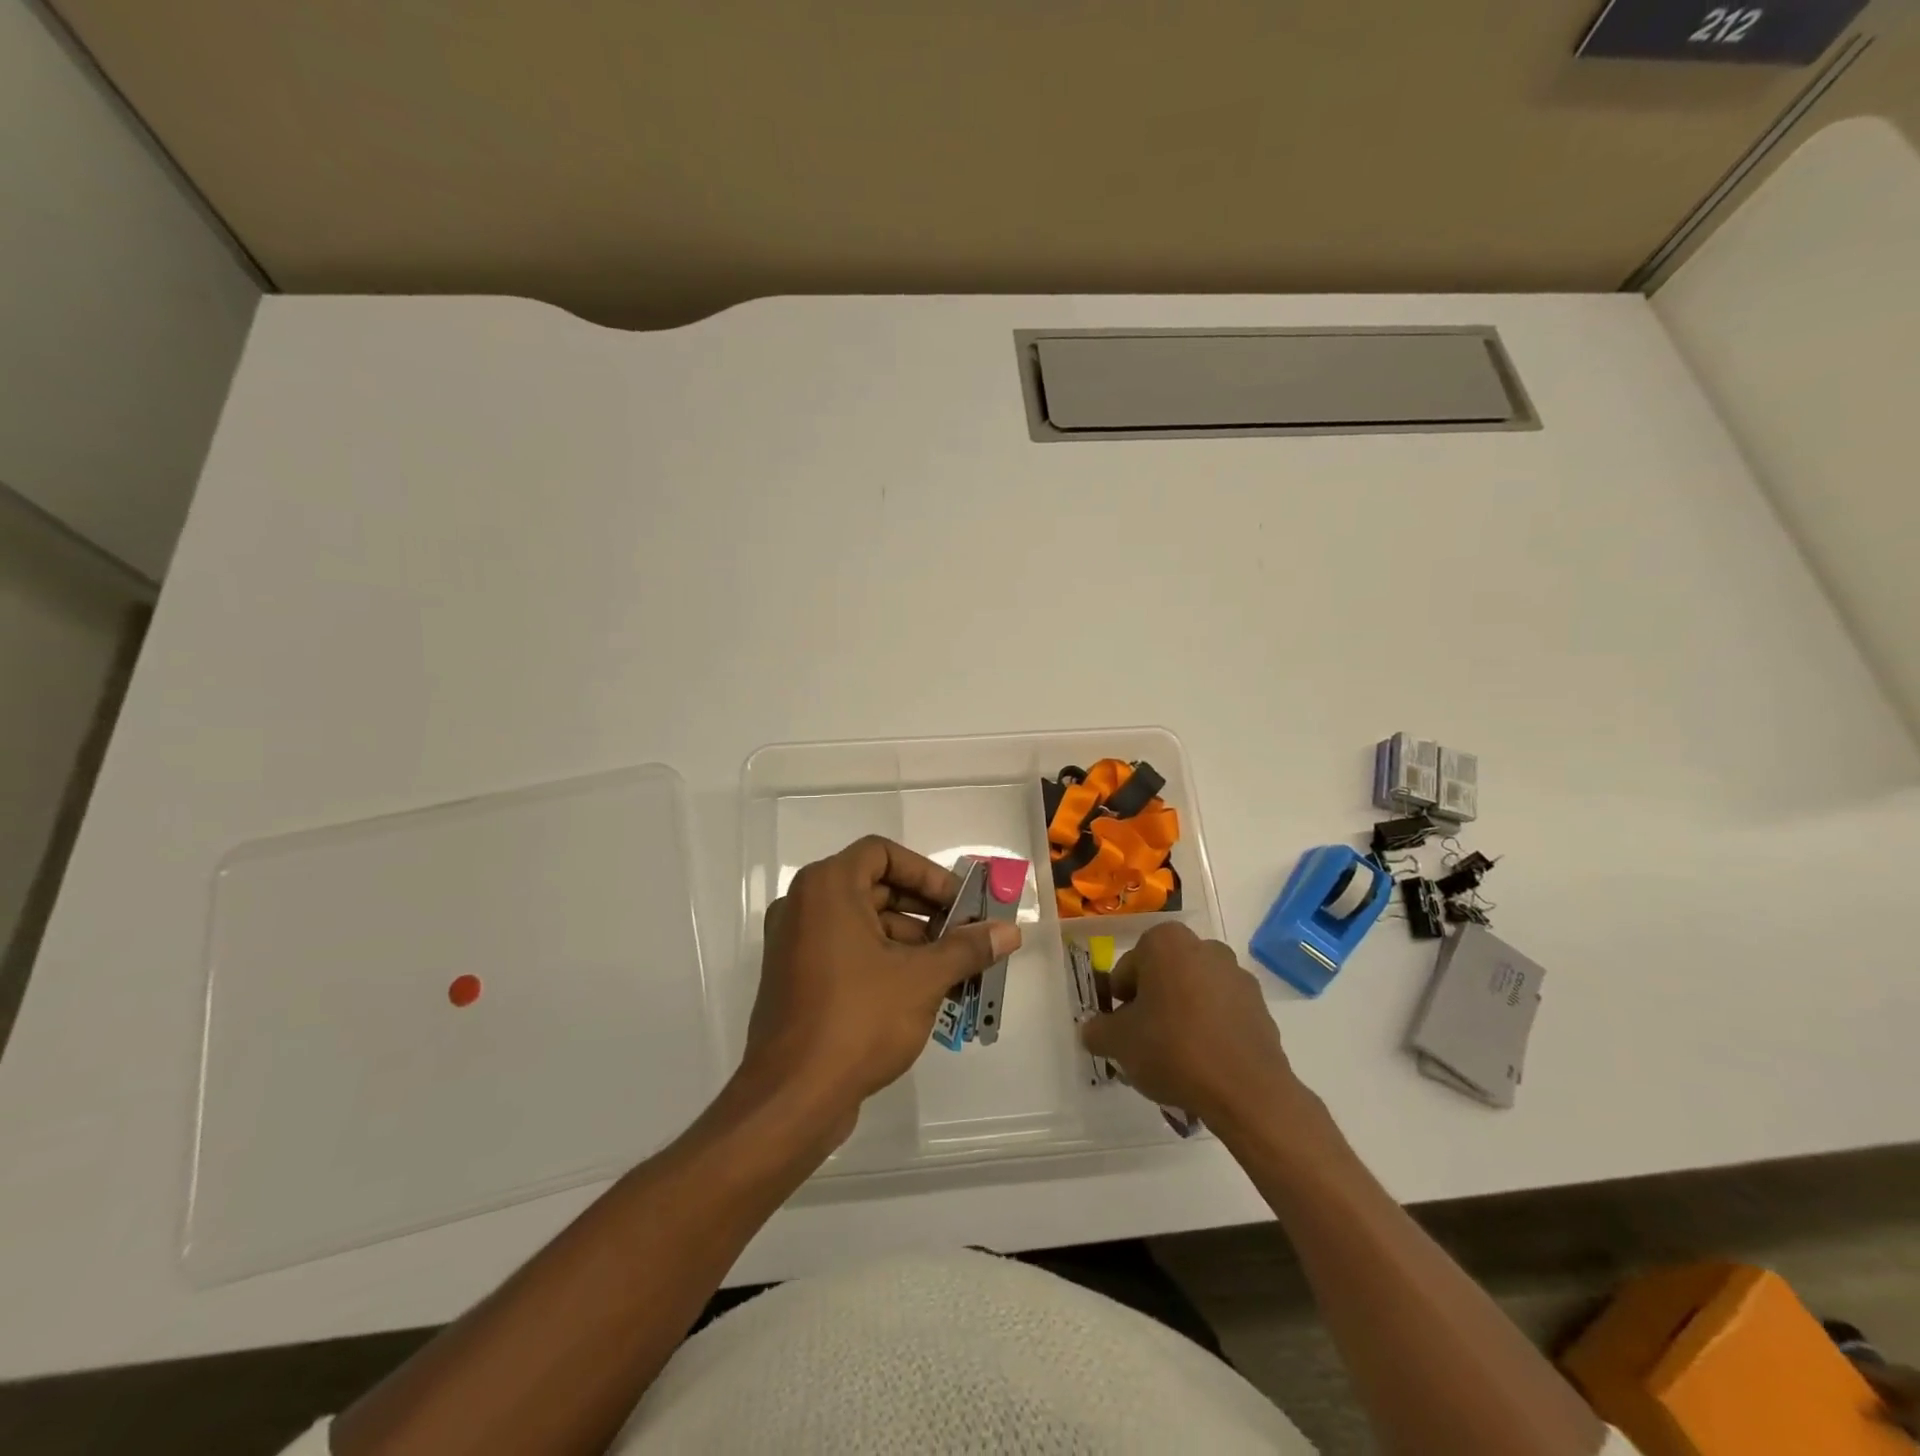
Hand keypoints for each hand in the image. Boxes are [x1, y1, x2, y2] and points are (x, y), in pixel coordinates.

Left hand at [742, 836, 1020, 1138]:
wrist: (791, 1097)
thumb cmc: (858, 1019)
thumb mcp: (923, 979)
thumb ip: (967, 948)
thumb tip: (1010, 932)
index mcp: (827, 887)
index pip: (882, 853)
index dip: (925, 873)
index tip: (958, 903)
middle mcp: (803, 905)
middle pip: (874, 887)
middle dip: (924, 910)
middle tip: (962, 935)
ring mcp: (794, 944)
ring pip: (862, 923)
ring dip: (908, 939)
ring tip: (949, 971)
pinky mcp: (794, 979)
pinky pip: (845, 951)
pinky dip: (882, 960)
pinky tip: (918, 993)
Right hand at [1080, 922, 1305, 1127]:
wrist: (1247, 1092)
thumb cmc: (1173, 1050)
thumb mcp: (1117, 1043)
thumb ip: (1097, 1030)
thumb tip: (1094, 1030)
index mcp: (1165, 942)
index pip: (1128, 969)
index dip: (1119, 1002)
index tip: (1122, 1031)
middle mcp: (1204, 947)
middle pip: (1162, 977)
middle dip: (1151, 1006)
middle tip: (1145, 1044)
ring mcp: (1236, 975)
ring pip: (1193, 994)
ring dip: (1181, 1017)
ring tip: (1176, 1060)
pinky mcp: (1260, 1006)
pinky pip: (1221, 1013)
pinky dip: (1209, 1030)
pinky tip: (1204, 1064)